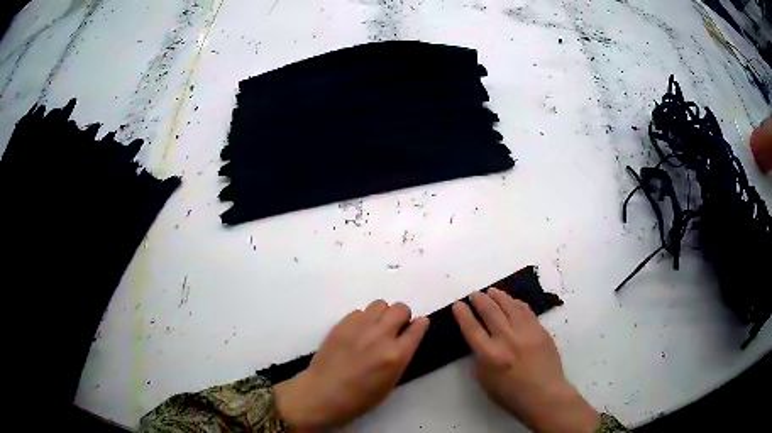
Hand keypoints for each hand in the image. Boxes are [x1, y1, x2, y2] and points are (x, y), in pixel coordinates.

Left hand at [274, 301, 428, 430]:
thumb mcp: (390, 384)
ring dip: (383, 314)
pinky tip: (358, 333)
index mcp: (396, 356)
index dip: (421, 325)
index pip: (418, 327)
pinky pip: (359, 311)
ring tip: (376, 328)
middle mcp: (380, 336)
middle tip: (395, 329)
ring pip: (380, 304)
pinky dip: (363, 319)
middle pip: (400, 309)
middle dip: (402, 317)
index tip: (418, 326)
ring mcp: (359, 328)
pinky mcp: (342, 324)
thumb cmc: (359, 399)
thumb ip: (401, 359)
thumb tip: (405, 342)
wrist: (322, 394)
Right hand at [453, 289, 598, 432]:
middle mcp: (507, 339)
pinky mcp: (540, 331)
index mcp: (490, 356)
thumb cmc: (512, 395)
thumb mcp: (486, 383)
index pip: (472, 329)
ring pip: (510, 307)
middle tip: (475, 294)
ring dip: (499, 296)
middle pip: (491, 312)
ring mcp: (526, 333)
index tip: (458, 304)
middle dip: (480, 300)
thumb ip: (480, 362)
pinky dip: (517, 303)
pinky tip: (512, 302)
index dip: (463, 315)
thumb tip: (480, 347)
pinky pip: (526, 311)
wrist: (545, 395)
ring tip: (492, 291)